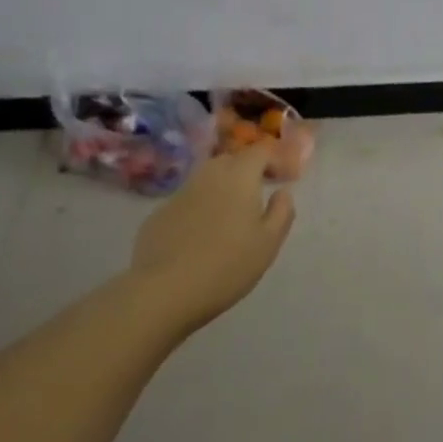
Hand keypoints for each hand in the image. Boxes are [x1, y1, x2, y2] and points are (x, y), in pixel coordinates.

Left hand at [129, 145, 296, 331]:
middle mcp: (209, 175)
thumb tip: (282, 192)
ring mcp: (180, 192)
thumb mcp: (268, 243)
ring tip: (230, 215)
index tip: (283, 178)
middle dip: (247, 170)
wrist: (164, 290)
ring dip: (222, 188)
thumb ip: (282, 211)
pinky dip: (199, 207)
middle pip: (232, 160)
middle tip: (258, 194)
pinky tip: (200, 234)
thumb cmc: (227, 265)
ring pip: (207, 179)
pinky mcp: (159, 213)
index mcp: (239, 176)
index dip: (275, 159)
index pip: (261, 151)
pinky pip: (187, 200)